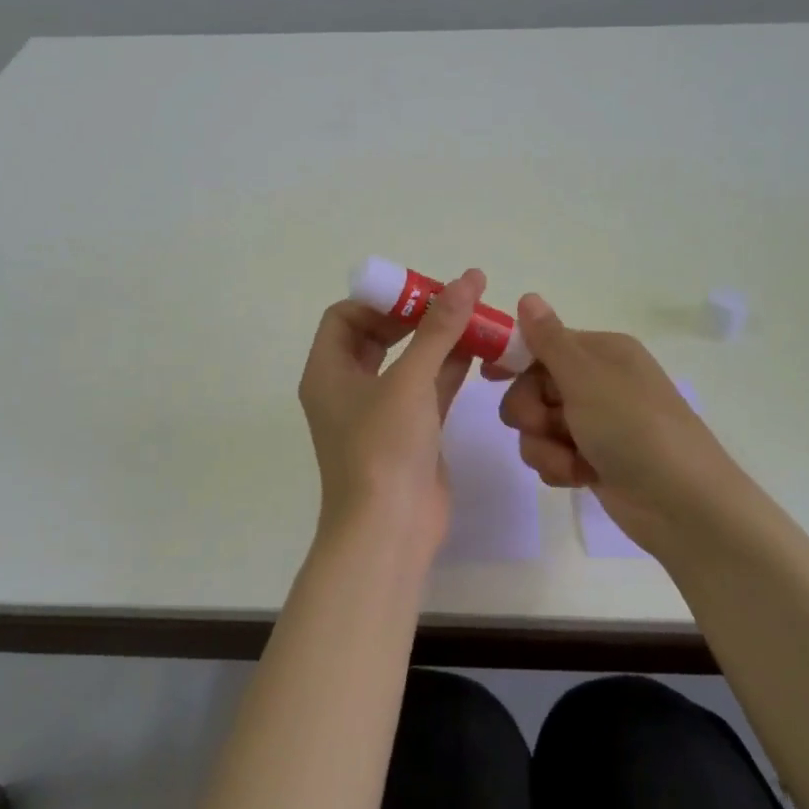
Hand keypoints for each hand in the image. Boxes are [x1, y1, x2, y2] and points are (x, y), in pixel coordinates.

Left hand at [297, 268, 484, 556]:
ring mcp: (379, 412)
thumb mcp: (410, 380)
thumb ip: (439, 329)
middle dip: (415, 317)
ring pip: (407, 362)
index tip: (421, 293)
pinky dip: (449, 369)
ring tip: (475, 318)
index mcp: (328, 371)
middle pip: (377, 335)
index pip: (345, 316)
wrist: (390, 530)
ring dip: (437, 341)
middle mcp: (348, 387)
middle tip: (453, 302)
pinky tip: (480, 352)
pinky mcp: (408, 433)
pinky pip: (427, 388)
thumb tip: (467, 278)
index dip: (381, 299)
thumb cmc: (384, 448)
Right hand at [499, 293, 756, 564]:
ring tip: (572, 461)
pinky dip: (559, 467)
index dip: (514, 359)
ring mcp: (595, 424)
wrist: (684, 505)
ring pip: (536, 426)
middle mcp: (597, 382)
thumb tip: (528, 296)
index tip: (488, 377)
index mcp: (602, 353)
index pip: (542, 344)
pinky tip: (581, 478)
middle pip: (532, 387)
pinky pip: (551, 454)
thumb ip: (549, 340)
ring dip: (544, 446)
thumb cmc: (635, 429)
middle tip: (546, 424)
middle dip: (531, 411)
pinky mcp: (591, 460)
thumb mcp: (587, 379)